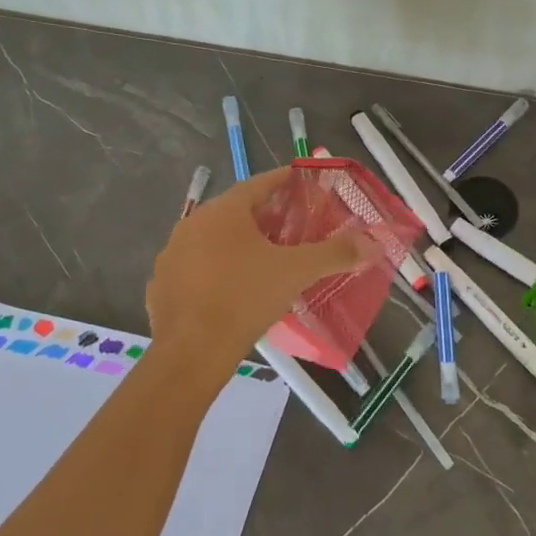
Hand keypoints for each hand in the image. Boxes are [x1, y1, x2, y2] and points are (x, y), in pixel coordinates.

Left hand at [146, 167, 370, 365]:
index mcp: (222, 211)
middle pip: (237, 211)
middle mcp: (192, 224)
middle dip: (267, 217)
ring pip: (215, 241)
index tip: (306, 185)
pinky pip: (198, 268)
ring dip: (241, 244)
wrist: (190, 353)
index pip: (259, 183)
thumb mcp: (295, 272)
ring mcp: (172, 255)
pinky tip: (236, 289)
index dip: (286, 182)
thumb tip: (373, 244)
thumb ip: (334, 254)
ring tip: (268, 260)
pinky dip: (219, 270)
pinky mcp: (162, 286)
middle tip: (295, 227)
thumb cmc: (244, 298)